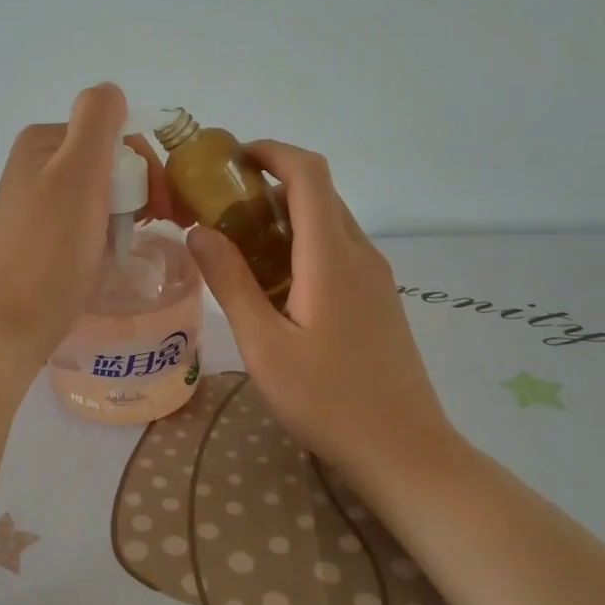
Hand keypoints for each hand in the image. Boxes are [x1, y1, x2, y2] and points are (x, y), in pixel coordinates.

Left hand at [0, 83, 132, 368]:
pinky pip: (86, 221)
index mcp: (42, 141)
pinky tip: (108, 255)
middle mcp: (35, 164)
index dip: (144, 165)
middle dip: (136, 190)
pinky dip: (105, 233)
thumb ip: (98, 121)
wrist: (14, 323)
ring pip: (101, 193)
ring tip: (128, 244)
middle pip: (108, 162)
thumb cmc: (51, 249)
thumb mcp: (78, 174)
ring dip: (124, 214)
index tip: (160, 205)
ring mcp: (35, 201)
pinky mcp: (40, 235)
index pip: (114, 133)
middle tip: (152, 225)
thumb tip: (112, 91)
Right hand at [186, 141, 459, 483]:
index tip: (228, 160)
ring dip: (284, 218)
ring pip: (328, 222)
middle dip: (267, 185)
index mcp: (331, 257)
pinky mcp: (379, 299)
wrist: (405, 452)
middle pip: (317, 193)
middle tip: (219, 208)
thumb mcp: (264, 346)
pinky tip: (275, 286)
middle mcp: (359, 254)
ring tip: (239, 247)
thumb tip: (199, 231)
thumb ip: (230, 283)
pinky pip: (337, 251)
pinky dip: (302, 245)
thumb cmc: (328, 400)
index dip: (270, 152)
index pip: (308, 173)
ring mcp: (375, 277)